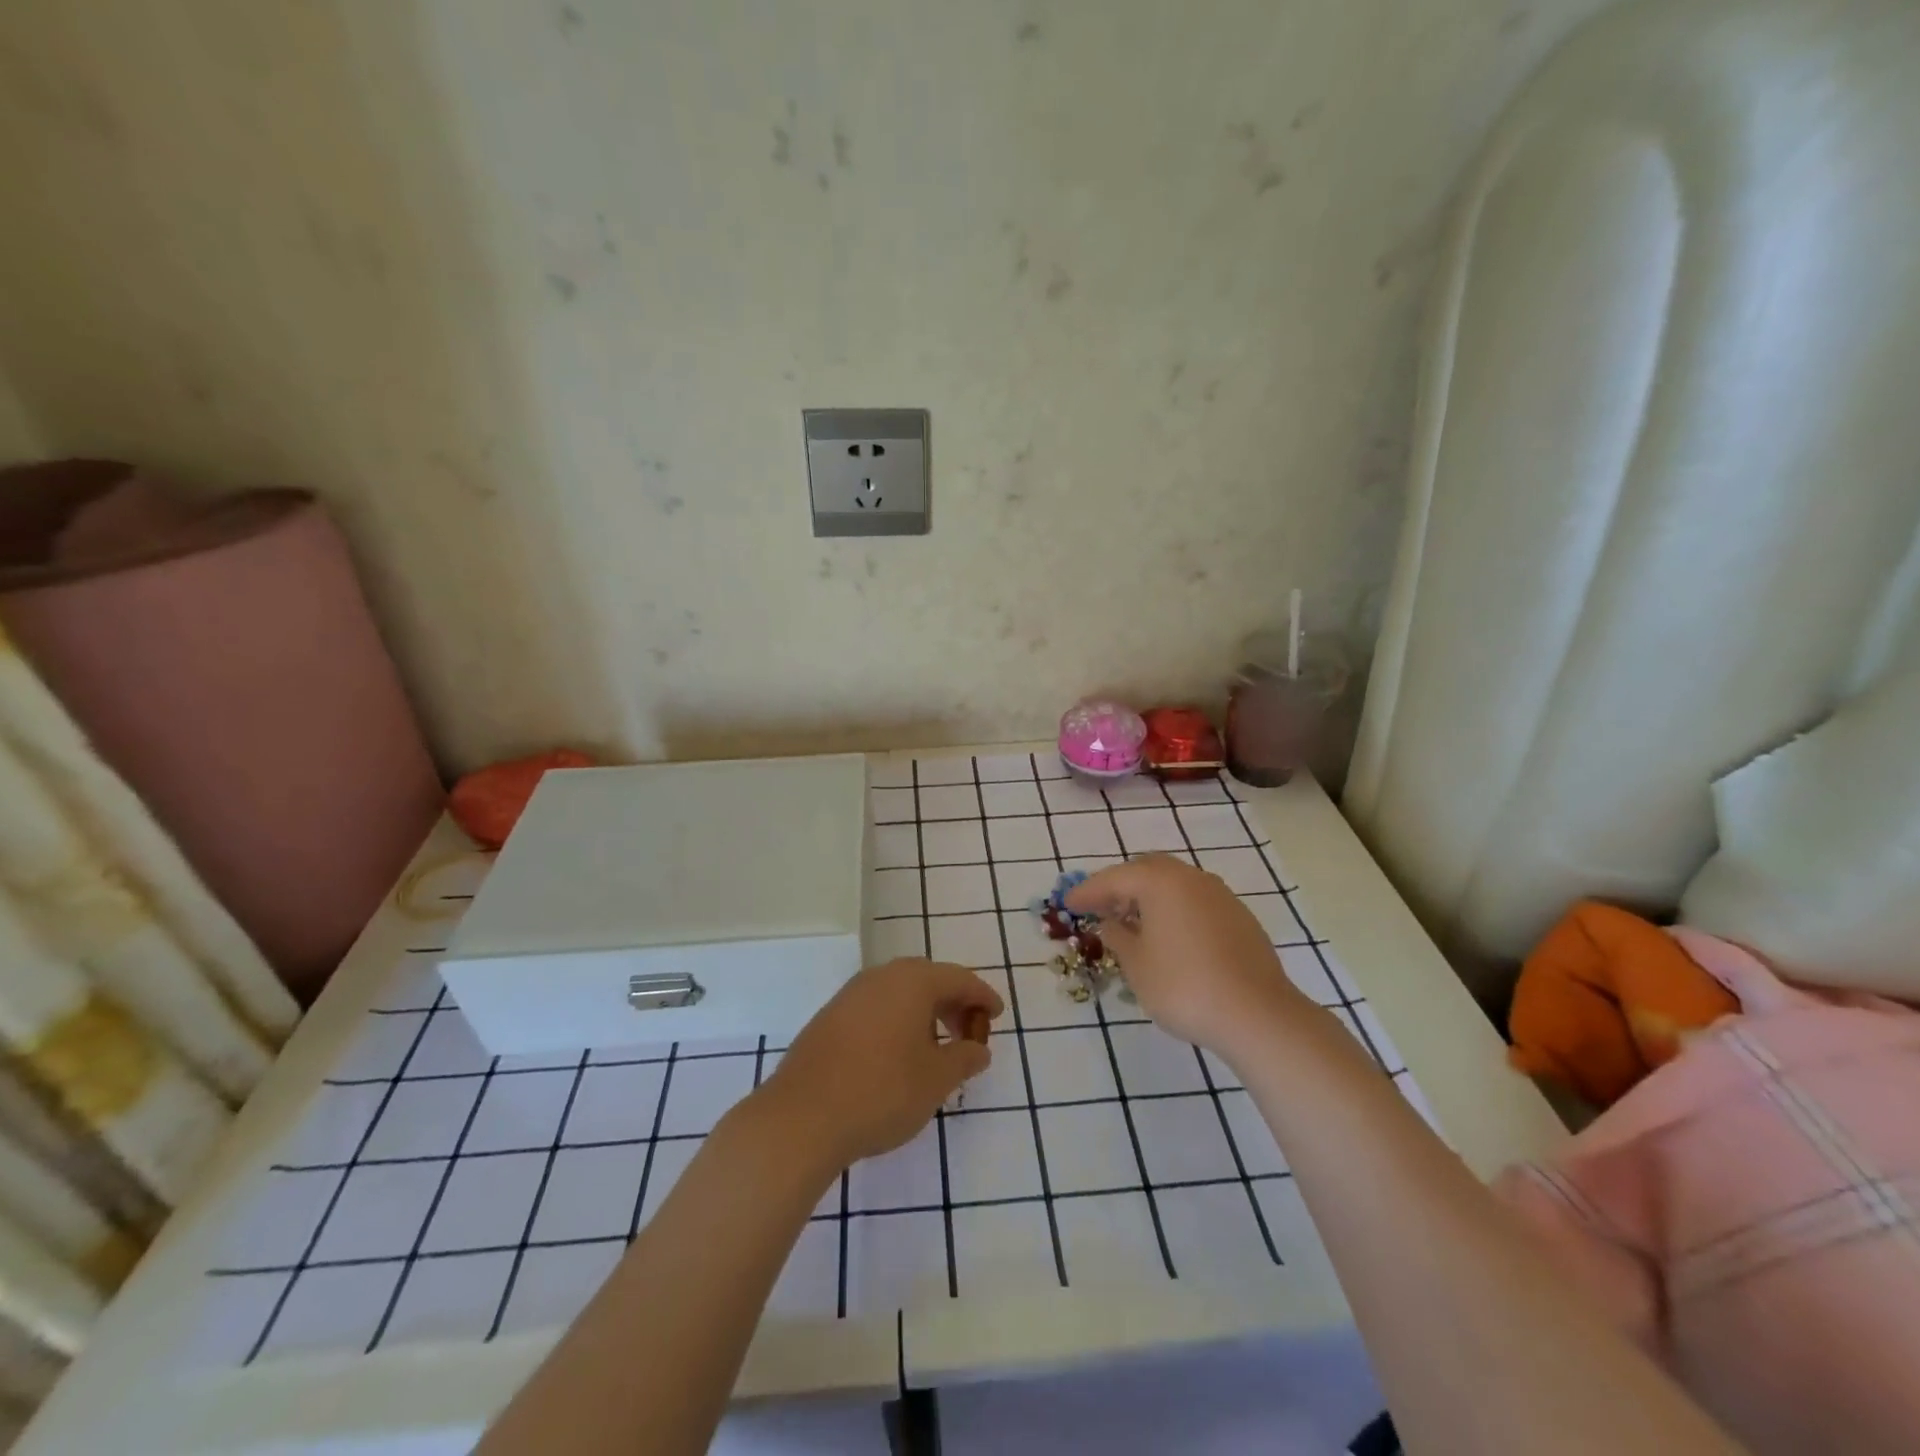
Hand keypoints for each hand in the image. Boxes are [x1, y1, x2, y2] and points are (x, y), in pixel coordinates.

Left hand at [758, 959, 1003, 1169]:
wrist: (802, 1117)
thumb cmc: (882, 1092)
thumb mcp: (936, 1080)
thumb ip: (964, 1059)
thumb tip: (979, 1049)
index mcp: (912, 981)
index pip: (958, 978)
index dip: (982, 996)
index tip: (997, 1015)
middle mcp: (880, 977)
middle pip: (927, 979)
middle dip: (952, 1002)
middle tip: (969, 1032)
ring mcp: (850, 995)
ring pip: (898, 992)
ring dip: (923, 1012)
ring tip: (936, 1047)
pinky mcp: (829, 1018)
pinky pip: (875, 1007)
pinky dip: (897, 1021)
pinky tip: (898, 1054)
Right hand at [1067, 855, 1307, 1059]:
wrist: (1257, 1014)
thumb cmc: (1183, 986)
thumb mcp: (1136, 965)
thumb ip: (1117, 937)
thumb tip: (1110, 923)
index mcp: (1161, 882)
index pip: (1114, 878)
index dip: (1088, 891)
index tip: (1069, 903)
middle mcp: (1191, 878)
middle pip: (1147, 870)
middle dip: (1120, 886)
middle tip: (1101, 908)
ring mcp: (1220, 895)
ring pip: (1174, 883)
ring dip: (1149, 897)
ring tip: (1133, 924)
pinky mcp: (1239, 917)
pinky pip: (1195, 901)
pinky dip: (1174, 910)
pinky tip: (1169, 937)